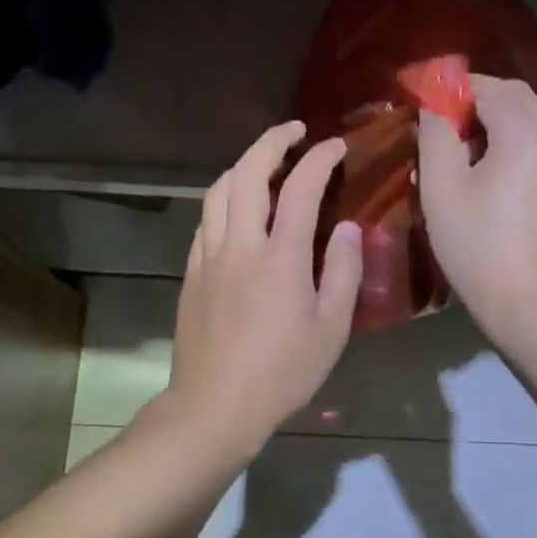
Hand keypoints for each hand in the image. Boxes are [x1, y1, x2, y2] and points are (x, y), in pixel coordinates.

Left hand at [164, 122, 362, 454]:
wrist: (214, 406)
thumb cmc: (282, 373)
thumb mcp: (331, 328)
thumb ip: (341, 271)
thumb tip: (345, 227)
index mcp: (279, 258)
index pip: (299, 189)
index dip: (319, 159)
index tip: (336, 145)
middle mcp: (239, 245)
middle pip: (247, 174)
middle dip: (271, 142)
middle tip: (294, 131)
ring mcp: (209, 257)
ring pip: (218, 191)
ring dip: (243, 165)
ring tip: (265, 160)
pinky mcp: (192, 273)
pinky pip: (206, 219)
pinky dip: (224, 198)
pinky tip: (238, 208)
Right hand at [418, 74, 536, 342]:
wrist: (529, 305)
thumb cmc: (478, 246)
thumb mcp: (442, 188)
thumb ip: (436, 135)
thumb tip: (434, 107)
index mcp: (526, 134)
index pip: (489, 87)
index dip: (453, 88)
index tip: (422, 100)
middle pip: (514, 96)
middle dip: (475, 100)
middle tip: (438, 122)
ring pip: (527, 119)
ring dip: (492, 120)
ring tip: (455, 147)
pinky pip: (535, 143)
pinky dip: (508, 140)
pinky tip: (482, 168)